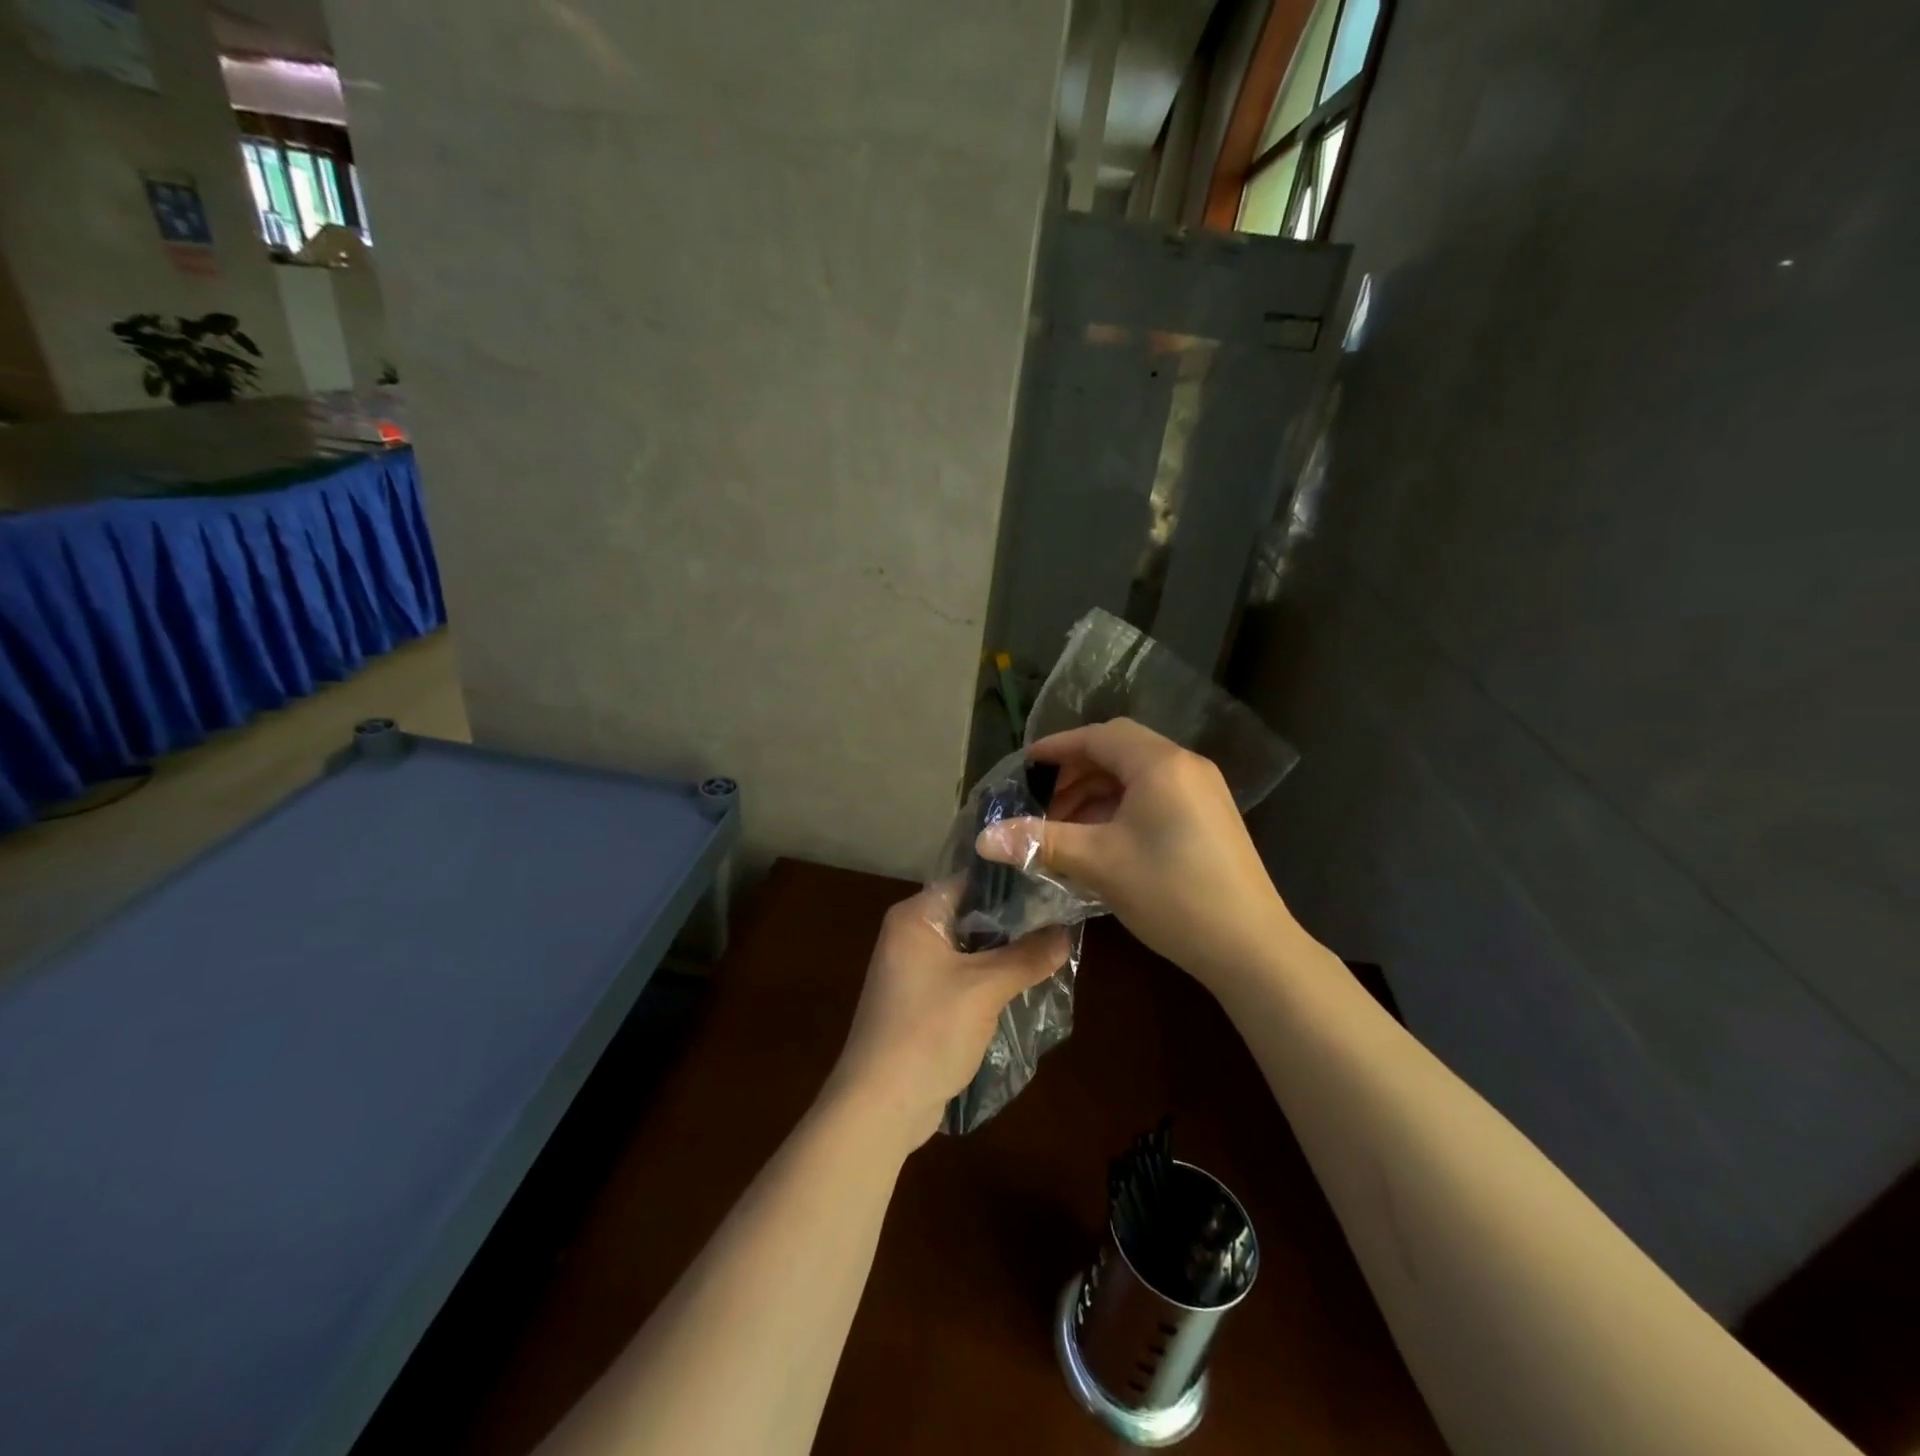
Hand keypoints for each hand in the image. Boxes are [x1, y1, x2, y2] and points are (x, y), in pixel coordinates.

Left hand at [821, 891, 1069, 1151]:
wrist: (880, 1106)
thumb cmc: (928, 1032)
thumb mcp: (985, 989)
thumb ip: (1027, 956)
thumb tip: (1067, 931)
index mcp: (915, 917)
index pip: (969, 881)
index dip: (1011, 883)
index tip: (1053, 885)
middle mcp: (911, 936)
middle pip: (971, 915)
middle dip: (1014, 921)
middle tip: (1063, 918)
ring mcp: (914, 971)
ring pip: (970, 949)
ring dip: (1005, 953)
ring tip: (1055, 947)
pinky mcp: (923, 1002)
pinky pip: (964, 977)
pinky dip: (991, 979)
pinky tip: (1028, 983)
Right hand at [975, 718, 1296, 990]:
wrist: (1250, 947)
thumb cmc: (1171, 893)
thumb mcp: (1098, 863)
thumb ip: (1040, 842)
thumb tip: (982, 838)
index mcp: (1159, 764)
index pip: (1098, 737)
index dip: (1057, 748)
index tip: (1024, 767)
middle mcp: (1185, 766)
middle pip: (1119, 751)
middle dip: (1076, 773)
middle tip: (1043, 804)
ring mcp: (1204, 791)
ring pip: (1138, 775)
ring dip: (1098, 792)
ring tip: (1068, 827)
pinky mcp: (1212, 817)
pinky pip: (1157, 795)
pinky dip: (1123, 807)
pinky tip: (1104, 840)